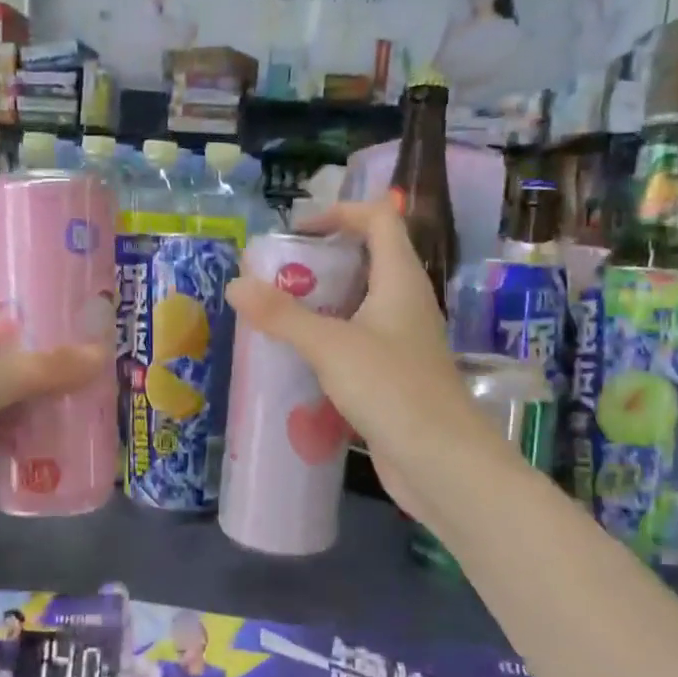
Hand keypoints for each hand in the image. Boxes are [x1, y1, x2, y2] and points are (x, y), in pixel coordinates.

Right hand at [224, 202, 483, 520]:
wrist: (441, 463)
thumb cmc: (392, 389)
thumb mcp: (330, 346)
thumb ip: (282, 315)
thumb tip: (235, 284)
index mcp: (400, 281)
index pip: (380, 219)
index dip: (340, 213)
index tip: (297, 234)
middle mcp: (405, 303)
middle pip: (366, 260)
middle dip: (320, 262)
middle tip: (275, 277)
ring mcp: (402, 342)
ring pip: (358, 305)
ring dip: (320, 303)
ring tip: (275, 314)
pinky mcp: (393, 376)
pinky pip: (356, 342)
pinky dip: (327, 340)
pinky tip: (296, 358)